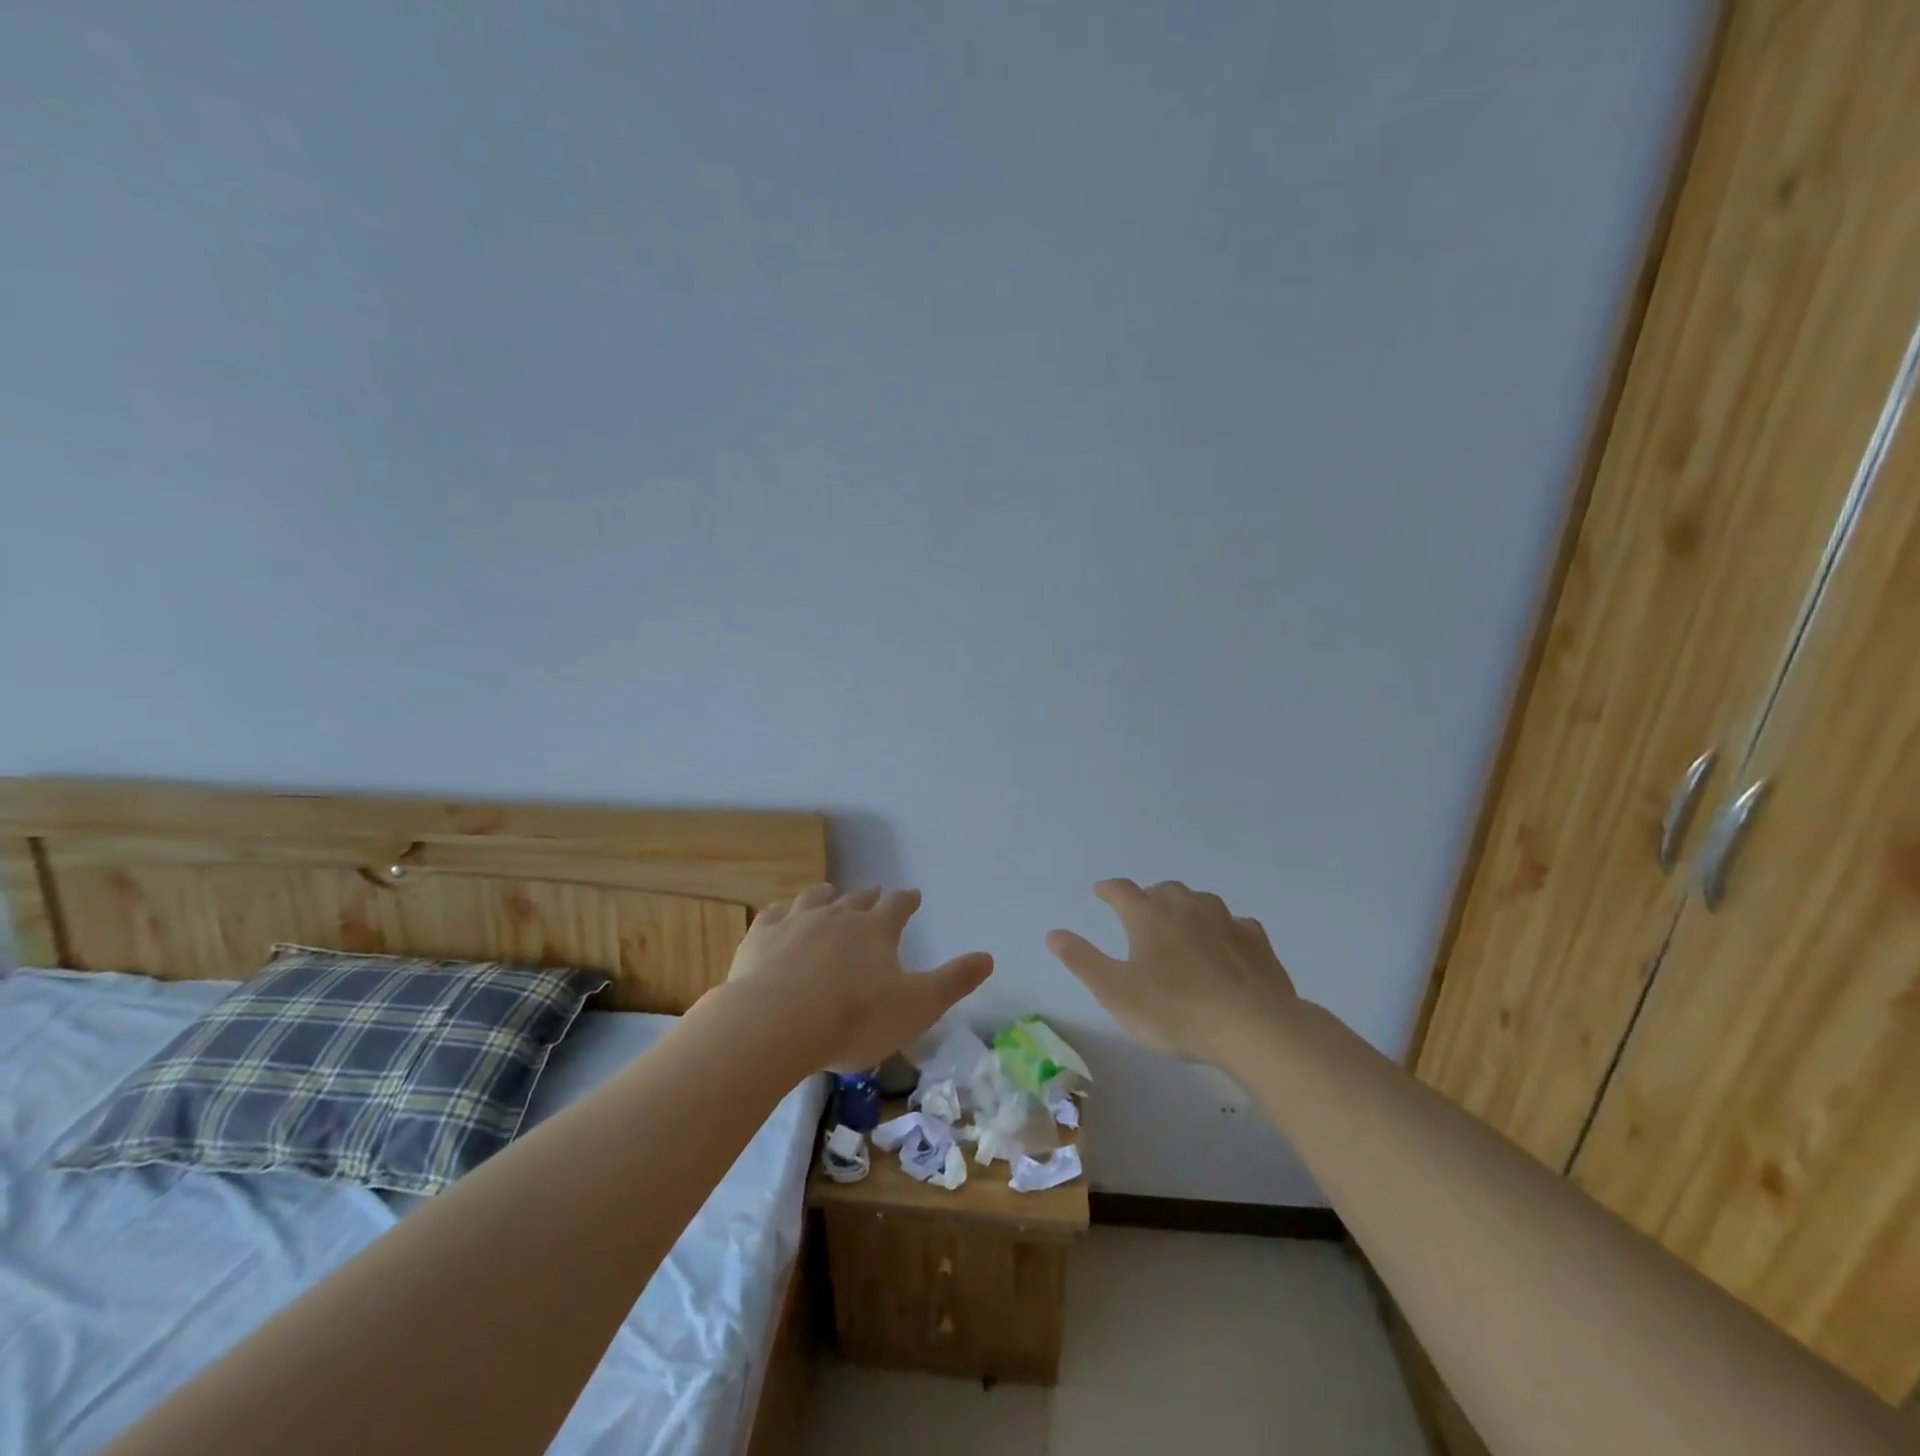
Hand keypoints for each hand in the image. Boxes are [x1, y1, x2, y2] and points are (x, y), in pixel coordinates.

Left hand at [725, 884, 993, 1073]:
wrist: (776, 1024)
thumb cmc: (855, 1018)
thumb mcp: (917, 1007)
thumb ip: (954, 982)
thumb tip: (988, 957)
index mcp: (876, 930)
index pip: (898, 906)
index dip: (907, 901)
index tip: (913, 896)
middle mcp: (838, 915)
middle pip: (857, 900)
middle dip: (870, 897)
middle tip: (875, 894)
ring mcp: (796, 922)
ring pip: (815, 898)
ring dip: (827, 895)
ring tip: (830, 893)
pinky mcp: (760, 937)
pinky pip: (774, 914)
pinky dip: (782, 912)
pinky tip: (781, 915)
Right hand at [1046, 879, 1297, 1063]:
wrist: (1254, 1027)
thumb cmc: (1175, 1011)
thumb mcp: (1116, 992)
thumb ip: (1082, 960)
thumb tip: (1053, 933)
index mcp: (1149, 917)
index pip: (1122, 891)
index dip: (1109, 889)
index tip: (1101, 891)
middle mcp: (1186, 908)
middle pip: (1163, 890)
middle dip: (1149, 896)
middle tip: (1141, 913)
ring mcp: (1225, 920)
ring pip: (1200, 901)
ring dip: (1186, 907)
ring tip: (1181, 925)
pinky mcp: (1256, 940)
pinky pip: (1235, 924)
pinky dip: (1223, 928)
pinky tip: (1225, 945)